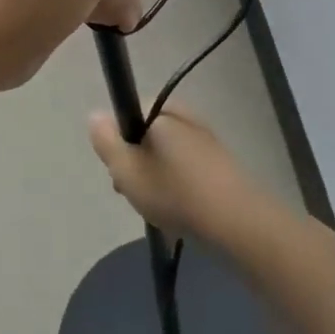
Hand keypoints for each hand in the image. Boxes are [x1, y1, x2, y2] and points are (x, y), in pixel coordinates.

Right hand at [87, 108, 266, 244]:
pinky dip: (179, 186)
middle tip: (134, 193)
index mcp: (163, 110)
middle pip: (148, 133)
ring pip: (167, 154)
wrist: (238, 223)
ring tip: (158, 210)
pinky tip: (180, 213)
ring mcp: (207, 140)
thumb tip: (96, 115)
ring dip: (157, 177)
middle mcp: (186, 116)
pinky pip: (188, 169)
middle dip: (137, 161)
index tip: (119, 169)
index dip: (118, 140)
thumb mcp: (126, 169)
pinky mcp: (221, 165)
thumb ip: (106, 141)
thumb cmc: (174, 192)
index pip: (129, 111)